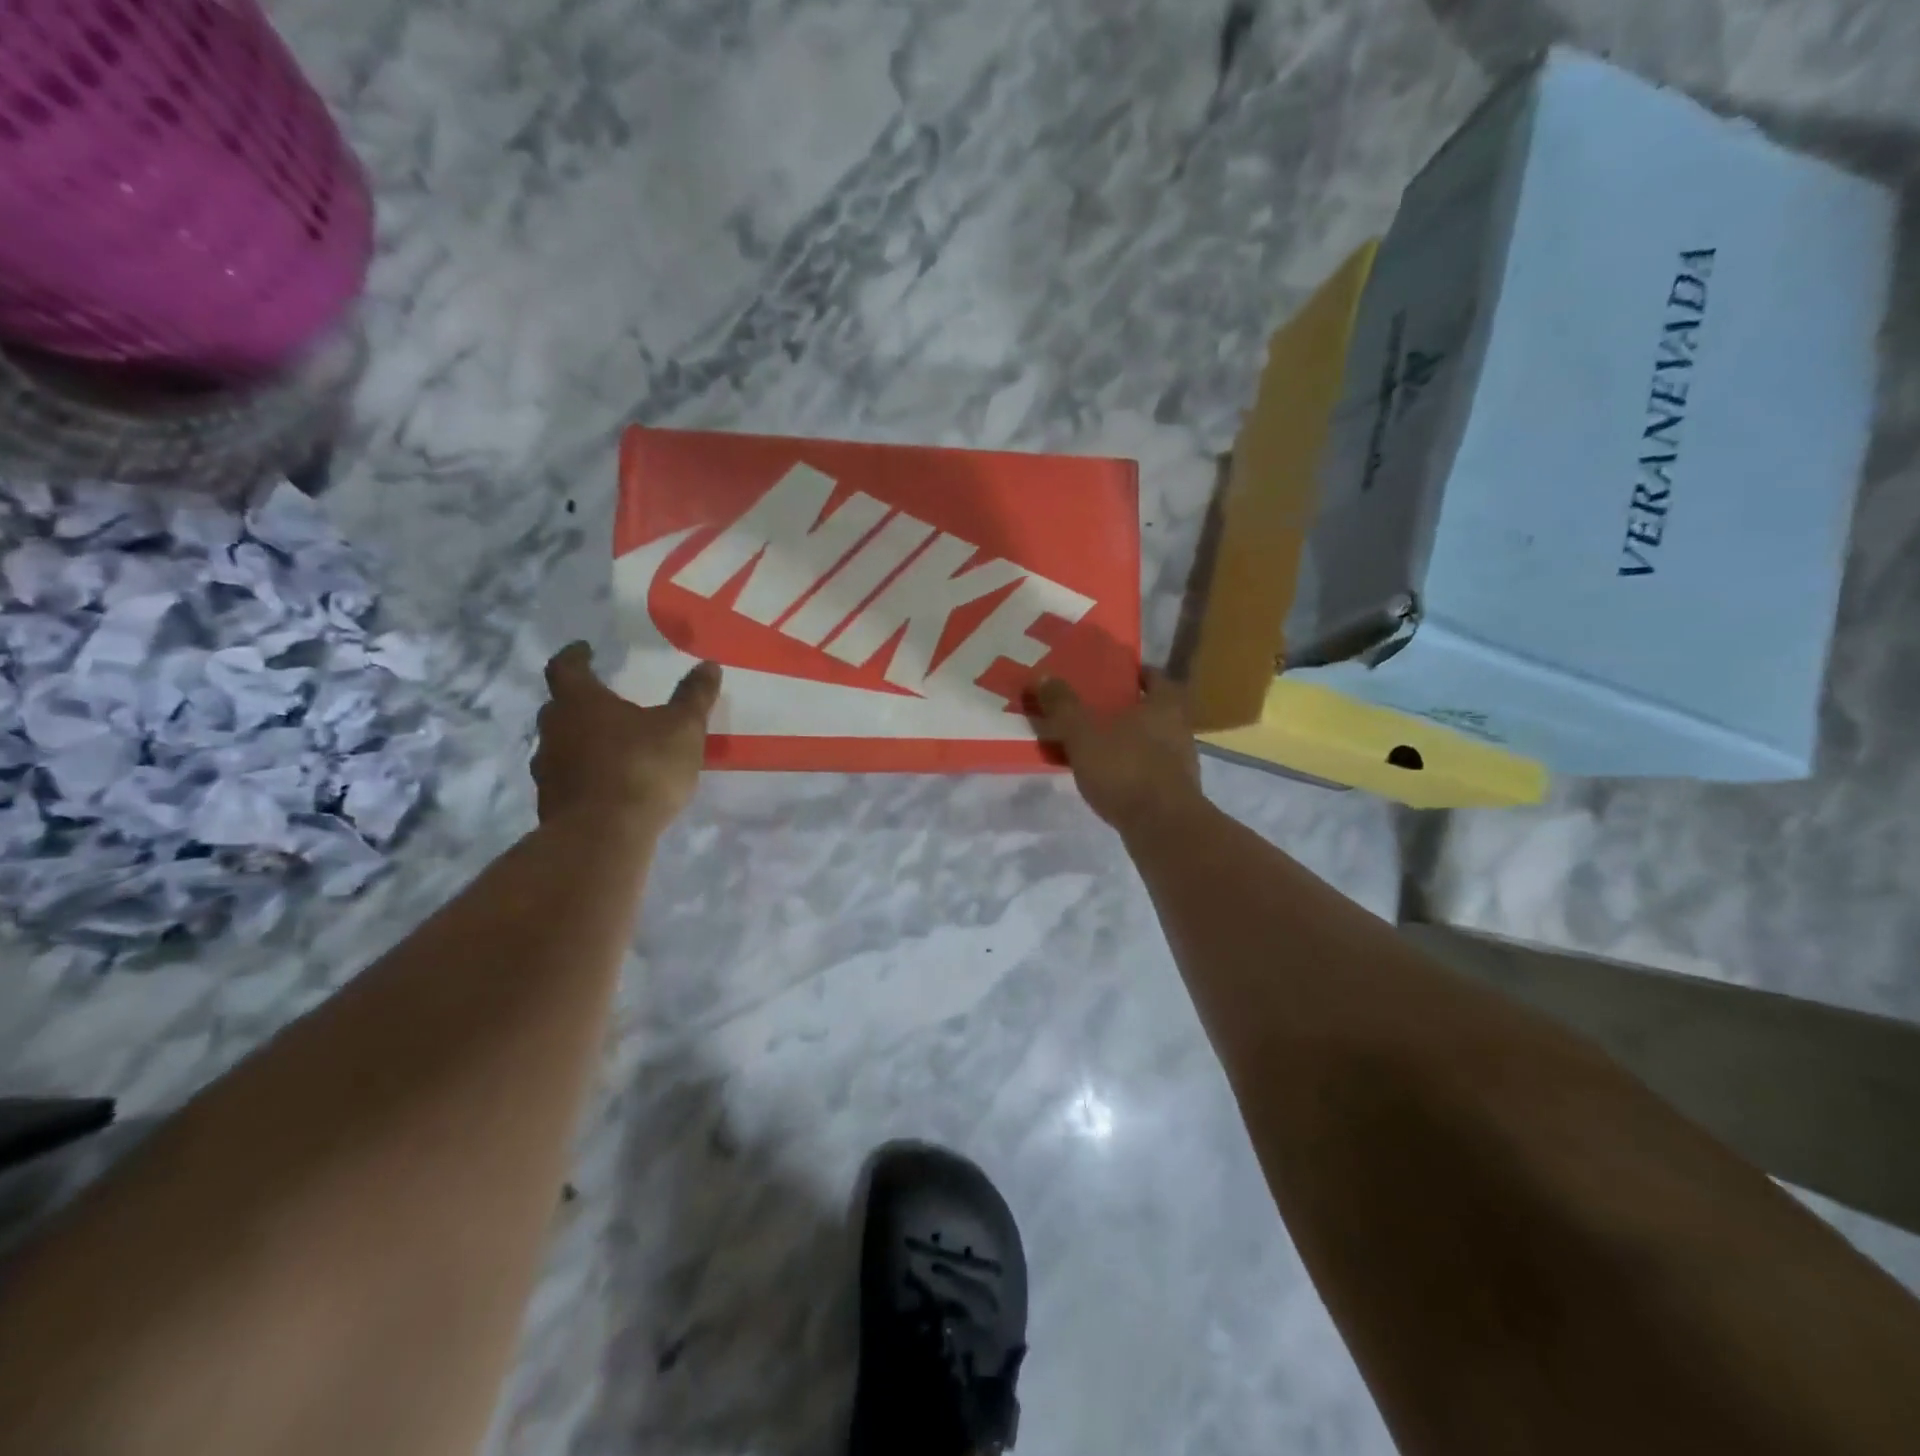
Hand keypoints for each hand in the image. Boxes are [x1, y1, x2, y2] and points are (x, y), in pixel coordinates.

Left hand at [533, 643, 719, 833]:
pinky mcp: (551, 803)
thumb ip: (694, 697)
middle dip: (579, 701)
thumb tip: (708, 665)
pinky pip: (567, 777)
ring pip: (560, 744)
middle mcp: (554, 729)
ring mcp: (548, 769)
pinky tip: (608, 783)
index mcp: (580, 702)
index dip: (575, 656)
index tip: (585, 650)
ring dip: (580, 740)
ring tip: (610, 745)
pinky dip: (584, 773)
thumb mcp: (683, 728)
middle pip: (559, 706)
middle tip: (604, 700)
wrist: (603, 835)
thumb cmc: (643, 767)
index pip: (566, 667)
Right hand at [1032, 668, 1203, 833]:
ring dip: (1130, 740)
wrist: (1163, 828)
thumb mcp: (1083, 736)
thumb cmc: (1126, 770)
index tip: (1111, 677)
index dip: (1134, 674)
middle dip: (1129, 709)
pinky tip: (1111, 777)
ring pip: (1153, 741)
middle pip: (1154, 709)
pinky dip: (1133, 768)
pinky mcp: (1176, 792)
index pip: (1154, 677)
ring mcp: (1182, 762)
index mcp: (1165, 705)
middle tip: (1096, 711)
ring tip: (1098, 745)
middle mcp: (1180, 728)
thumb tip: (1042, 676)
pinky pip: (1151, 769)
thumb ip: (1063, 707)